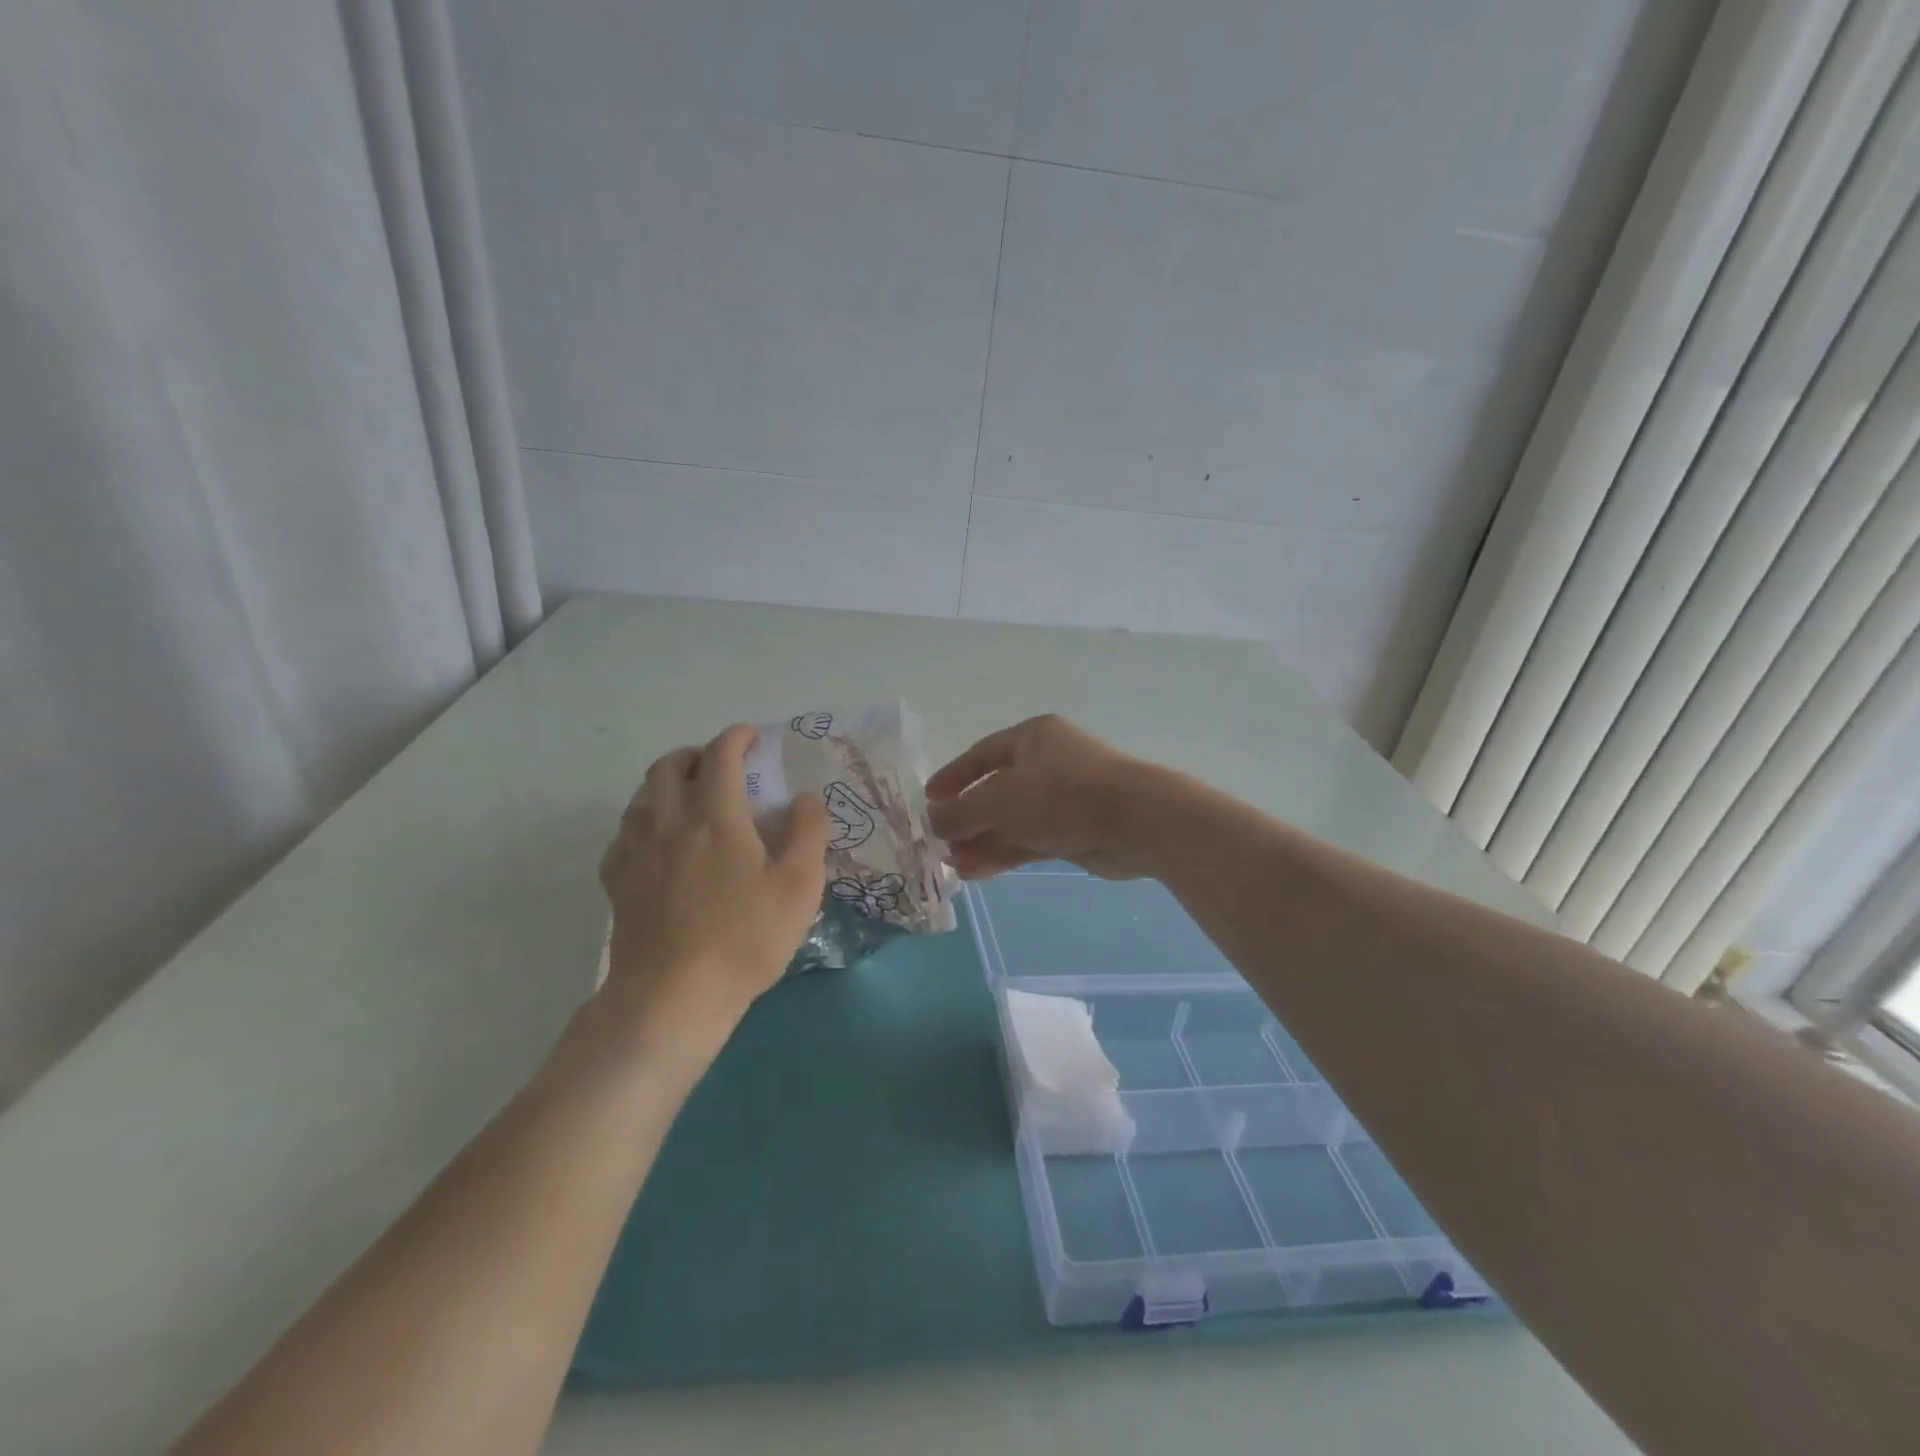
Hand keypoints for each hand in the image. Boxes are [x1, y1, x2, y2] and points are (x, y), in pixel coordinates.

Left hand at [598, 725, 830, 1052]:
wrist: (672, 998)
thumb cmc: (744, 939)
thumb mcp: (799, 886)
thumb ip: (808, 832)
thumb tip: (804, 798)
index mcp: (715, 816)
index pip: (721, 755)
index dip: (738, 737)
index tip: (754, 737)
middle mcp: (668, 821)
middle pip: (669, 766)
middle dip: (696, 755)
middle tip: (721, 768)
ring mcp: (635, 851)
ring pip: (642, 795)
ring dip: (667, 783)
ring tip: (690, 799)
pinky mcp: (617, 881)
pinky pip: (625, 832)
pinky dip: (644, 820)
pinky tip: (659, 843)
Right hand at [926, 715, 1152, 879]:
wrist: (1134, 820)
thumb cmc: (1060, 794)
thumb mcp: (999, 800)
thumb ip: (961, 812)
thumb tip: (933, 821)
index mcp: (1032, 737)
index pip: (982, 754)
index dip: (954, 776)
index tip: (928, 799)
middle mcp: (1047, 763)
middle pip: (997, 790)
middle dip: (968, 818)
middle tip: (939, 842)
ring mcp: (1063, 798)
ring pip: (1013, 819)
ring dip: (983, 841)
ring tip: (952, 865)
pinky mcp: (1075, 830)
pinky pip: (1030, 839)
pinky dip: (1005, 853)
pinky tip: (977, 872)